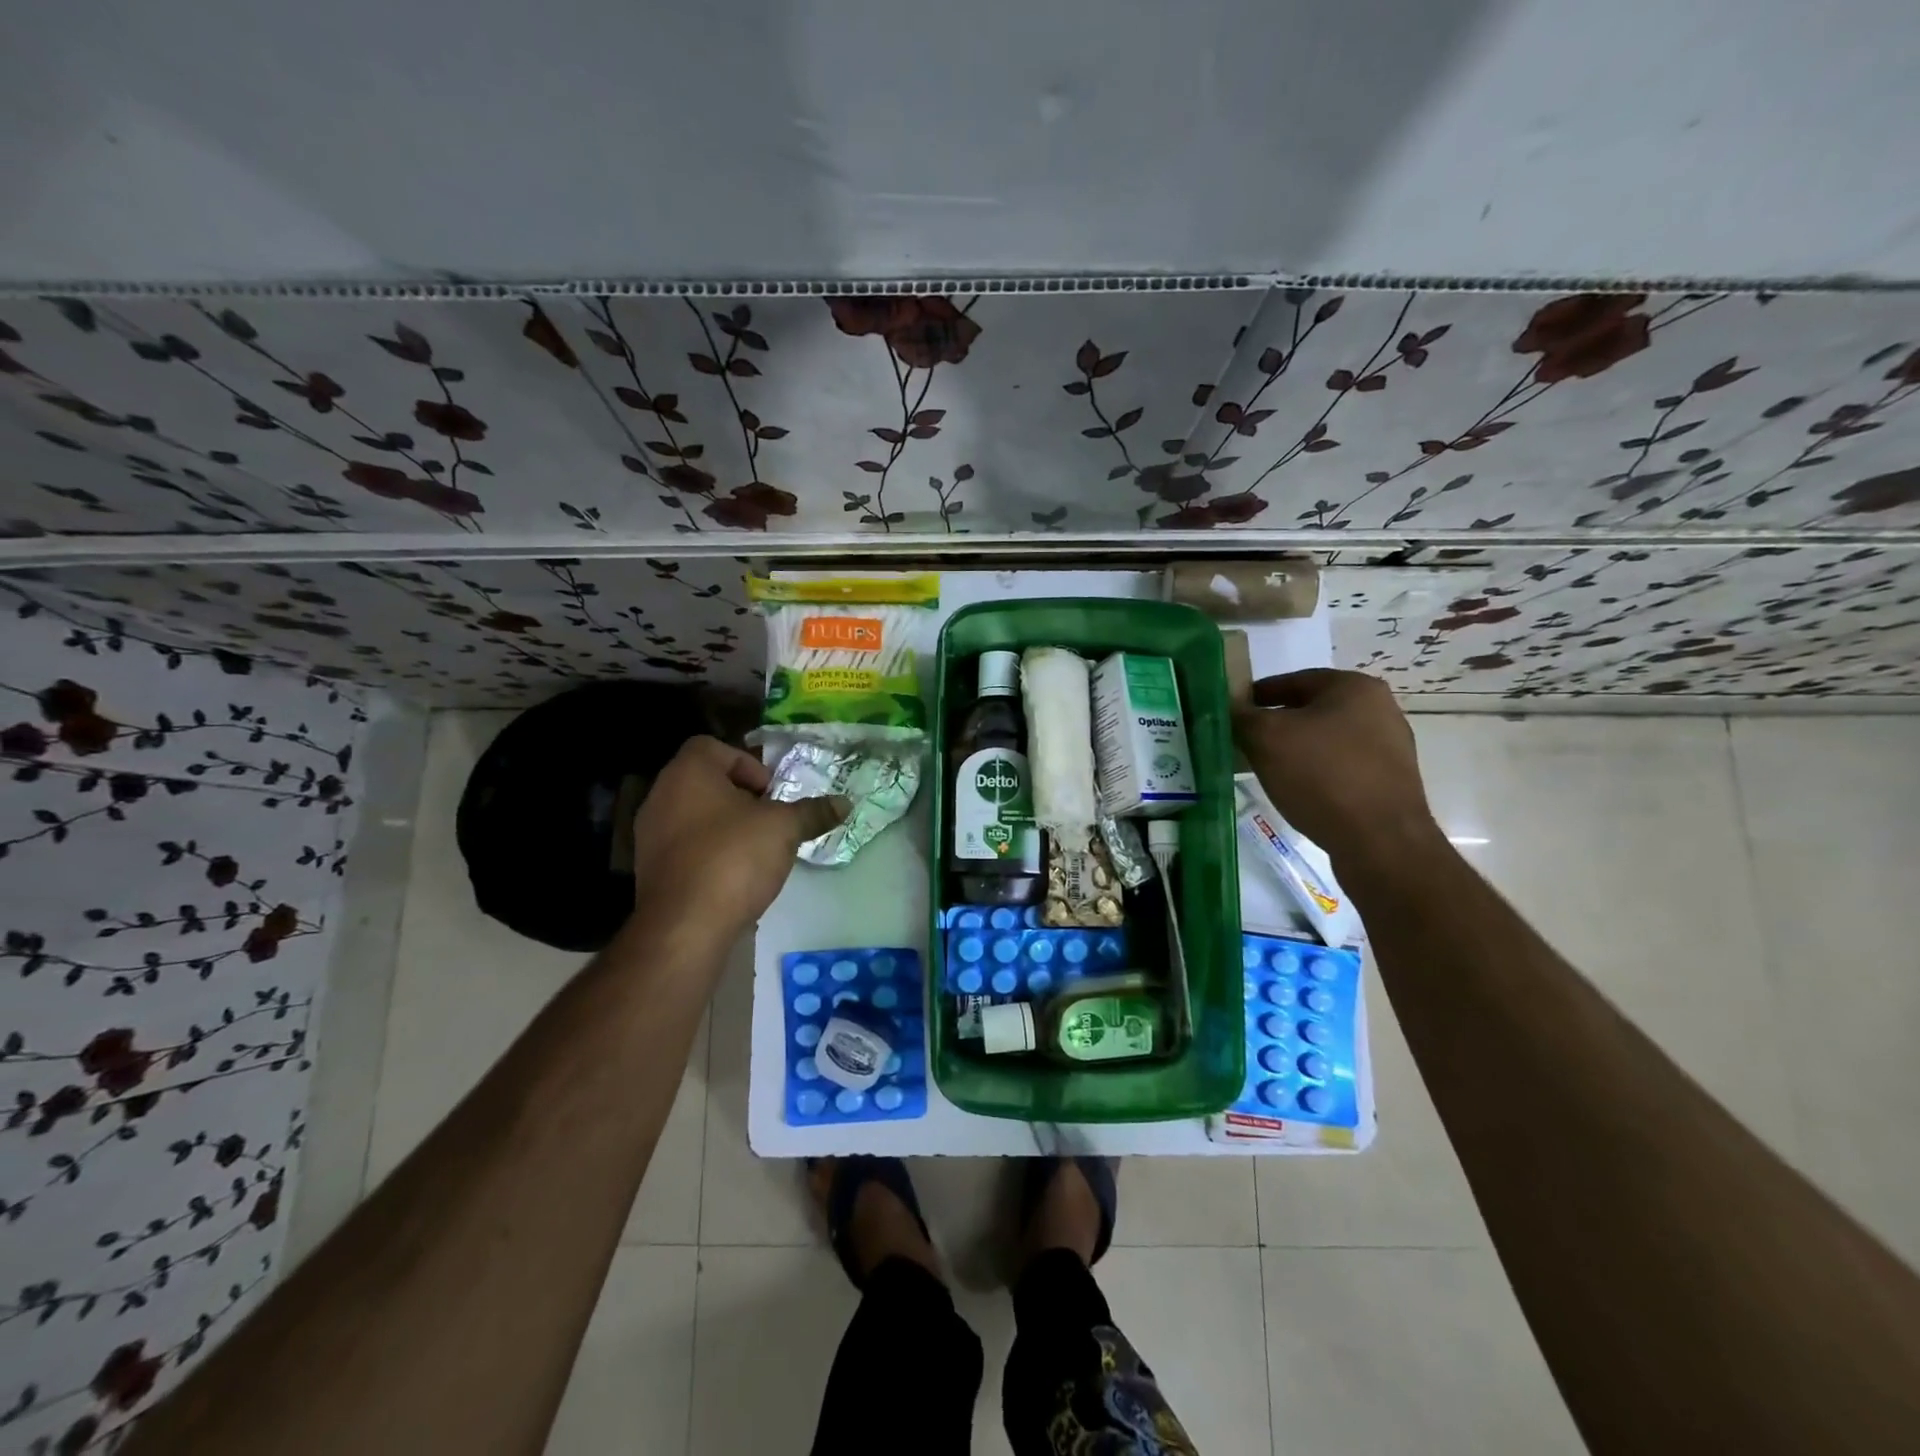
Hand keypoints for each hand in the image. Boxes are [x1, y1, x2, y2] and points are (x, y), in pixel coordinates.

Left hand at [628, 736, 846, 939]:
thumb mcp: (784, 828)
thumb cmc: (733, 858)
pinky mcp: (651, 869)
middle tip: (770, 819)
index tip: (771, 793)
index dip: (748, 764)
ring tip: (757, 848)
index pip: (714, 747)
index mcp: (687, 773)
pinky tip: (736, 875)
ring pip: (696, 815)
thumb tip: (844, 803)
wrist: (685, 927)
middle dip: (742, 797)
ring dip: (727, 825)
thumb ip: (813, 812)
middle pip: (706, 781)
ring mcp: (650, 834)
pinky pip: (686, 846)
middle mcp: (661, 796)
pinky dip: (710, 852)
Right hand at [1231, 669, 1440, 870]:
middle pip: (1310, 710)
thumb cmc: (1321, 775)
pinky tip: (1296, 791)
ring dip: (1294, 750)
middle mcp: (1379, 709)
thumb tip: (1228, 709)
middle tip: (1243, 742)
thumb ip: (1241, 716)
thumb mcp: (1265, 738)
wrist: (1380, 841)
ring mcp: (1389, 747)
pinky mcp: (1389, 782)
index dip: (1255, 695)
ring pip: (1324, 740)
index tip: (1231, 713)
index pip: (1291, 680)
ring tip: (1265, 769)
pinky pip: (1340, 768)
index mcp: (1353, 687)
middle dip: (1274, 725)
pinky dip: (1315, 773)